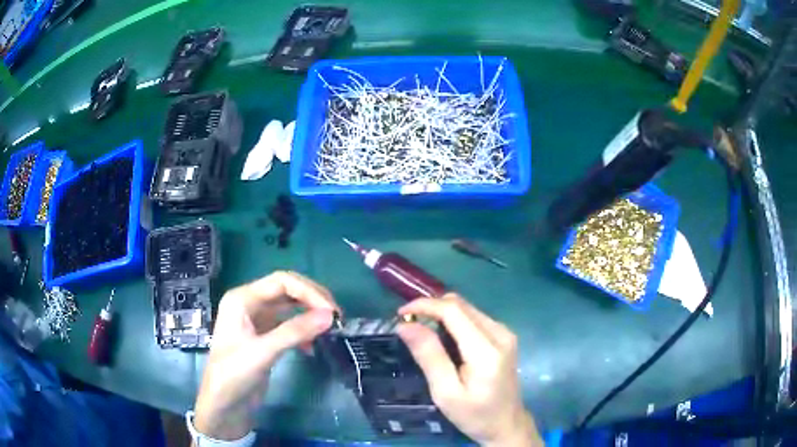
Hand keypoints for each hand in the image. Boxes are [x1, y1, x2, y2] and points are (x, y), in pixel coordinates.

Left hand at [194, 271, 336, 439]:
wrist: (223, 405)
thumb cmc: (234, 374)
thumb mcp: (263, 352)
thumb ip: (295, 332)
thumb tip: (330, 315)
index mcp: (242, 299)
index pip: (281, 281)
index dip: (309, 291)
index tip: (331, 311)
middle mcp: (249, 304)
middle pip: (287, 291)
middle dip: (312, 300)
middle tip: (336, 317)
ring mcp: (257, 321)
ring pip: (289, 308)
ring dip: (310, 315)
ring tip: (330, 329)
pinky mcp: (264, 338)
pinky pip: (288, 326)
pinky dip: (303, 332)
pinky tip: (311, 348)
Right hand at [396, 293, 542, 446]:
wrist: (506, 424)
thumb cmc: (474, 415)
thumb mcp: (445, 392)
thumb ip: (429, 356)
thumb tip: (405, 325)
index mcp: (486, 350)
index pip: (453, 311)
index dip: (425, 305)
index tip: (400, 314)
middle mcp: (500, 334)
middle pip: (461, 305)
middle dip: (431, 308)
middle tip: (409, 325)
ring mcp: (505, 333)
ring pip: (467, 308)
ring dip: (442, 314)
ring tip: (422, 332)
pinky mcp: (504, 336)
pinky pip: (474, 317)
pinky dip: (454, 321)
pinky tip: (444, 339)